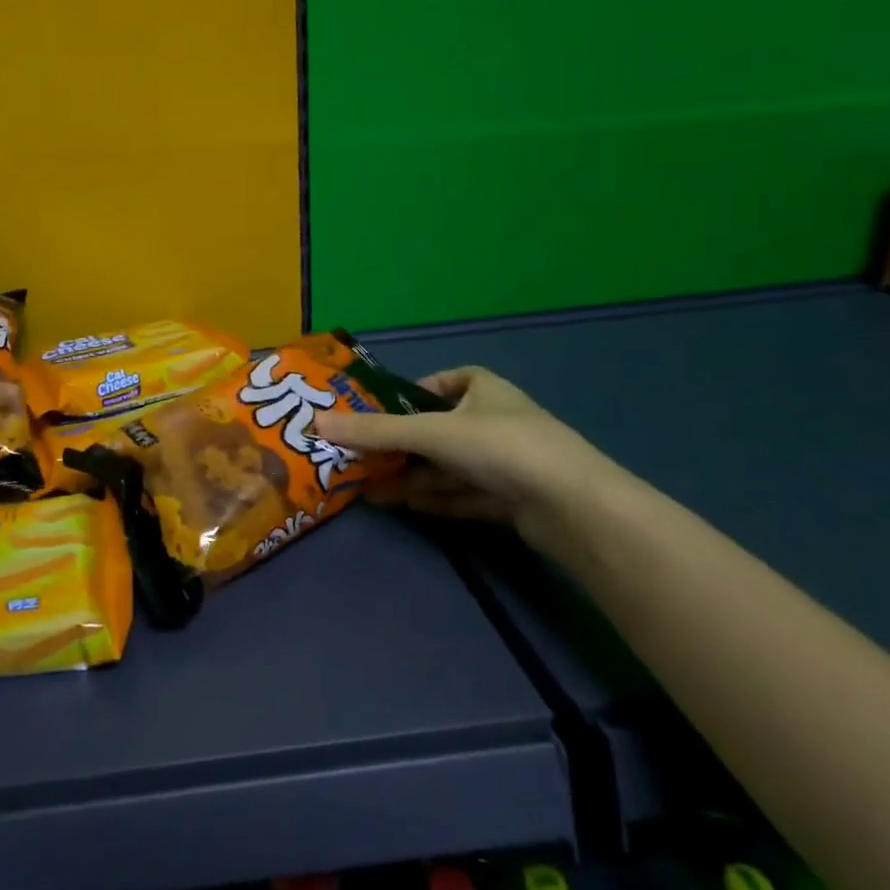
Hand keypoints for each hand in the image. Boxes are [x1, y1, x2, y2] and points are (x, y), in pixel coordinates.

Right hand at [315, 366, 609, 539]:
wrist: (575, 508)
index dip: (413, 393)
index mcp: (484, 389)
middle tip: (361, 457)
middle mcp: (497, 421)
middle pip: (440, 429)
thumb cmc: (500, 447)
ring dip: (413, 476)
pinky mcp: (514, 501)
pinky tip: (406, 506)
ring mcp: (508, 464)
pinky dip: (436, 498)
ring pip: (449, 466)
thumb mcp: (430, 433)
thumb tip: (315, 423)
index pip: (445, 381)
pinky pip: (464, 495)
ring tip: (369, 488)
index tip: (381, 411)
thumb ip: (374, 431)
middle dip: (402, 445)